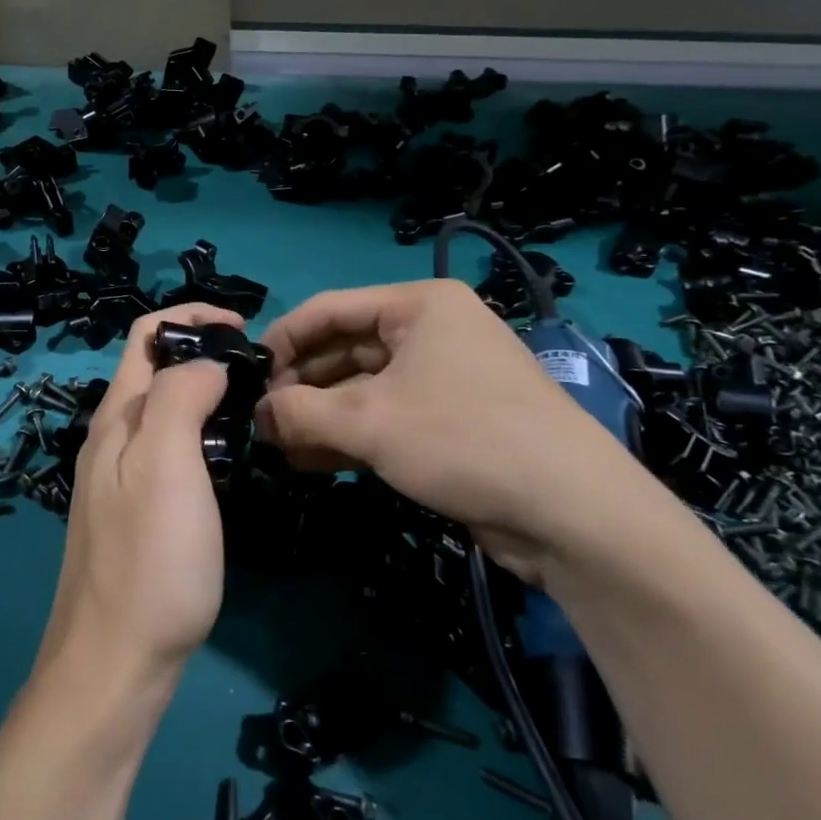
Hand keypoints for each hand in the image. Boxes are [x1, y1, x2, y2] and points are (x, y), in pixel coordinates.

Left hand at [37, 303, 248, 688]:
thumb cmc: (149, 560)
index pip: (146, 335)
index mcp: (116, 417)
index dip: (192, 318)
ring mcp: (121, 478)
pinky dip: (202, 436)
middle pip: (155, 370)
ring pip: (165, 412)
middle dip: (204, 354)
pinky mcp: (137, 513)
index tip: (244, 332)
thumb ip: (180, 397)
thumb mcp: (166, 464)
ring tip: (252, 411)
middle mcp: (112, 439)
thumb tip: (205, 363)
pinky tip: (229, 461)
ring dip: (205, 395)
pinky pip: (170, 451)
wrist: (116, 664)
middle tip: (259, 376)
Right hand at [256, 280, 642, 581]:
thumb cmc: (462, 439)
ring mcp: (444, 378)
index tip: (247, 376)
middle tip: (261, 422)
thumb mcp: (368, 421)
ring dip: (320, 417)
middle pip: (345, 350)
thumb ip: (299, 411)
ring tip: (279, 448)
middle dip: (301, 387)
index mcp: (418, 306)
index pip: (329, 309)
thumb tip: (257, 415)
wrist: (573, 513)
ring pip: (363, 389)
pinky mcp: (453, 422)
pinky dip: (350, 436)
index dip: (283, 340)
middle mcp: (431, 332)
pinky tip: (313, 462)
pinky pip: (387, 417)